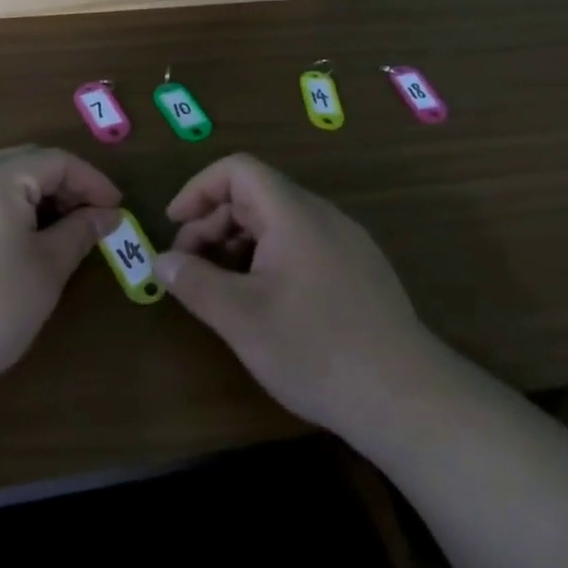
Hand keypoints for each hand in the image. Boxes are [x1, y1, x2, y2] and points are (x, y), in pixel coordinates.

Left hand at [0, 146, 119, 423]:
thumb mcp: (46, 271)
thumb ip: (80, 232)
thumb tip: (107, 214)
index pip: (56, 160)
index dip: (92, 181)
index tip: (116, 210)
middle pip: (24, 162)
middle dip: (63, 185)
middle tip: (90, 219)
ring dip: (33, 196)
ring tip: (57, 232)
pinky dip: (3, 208)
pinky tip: (15, 242)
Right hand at [155, 154, 435, 436]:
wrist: (406, 397)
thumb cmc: (315, 349)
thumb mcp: (241, 318)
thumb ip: (195, 283)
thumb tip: (161, 262)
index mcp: (293, 213)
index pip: (238, 169)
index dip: (198, 189)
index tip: (174, 227)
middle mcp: (322, 216)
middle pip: (256, 195)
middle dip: (213, 224)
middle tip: (189, 270)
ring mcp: (346, 242)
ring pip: (278, 223)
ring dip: (239, 245)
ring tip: (221, 290)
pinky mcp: (359, 270)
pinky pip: (302, 245)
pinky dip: (268, 260)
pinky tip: (264, 303)